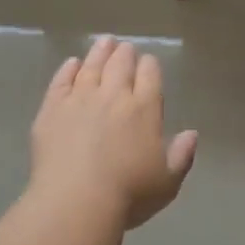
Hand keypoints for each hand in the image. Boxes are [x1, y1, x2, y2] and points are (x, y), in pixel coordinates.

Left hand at [30, 36, 198, 228]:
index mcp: (145, 109)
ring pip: (91, 66)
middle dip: (125, 54)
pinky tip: (71, 63)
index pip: (150, 76)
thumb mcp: (167, 182)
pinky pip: (61, 81)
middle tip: (124, 47)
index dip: (150, 66)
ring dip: (99, 52)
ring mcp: (80, 99)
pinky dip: (67, 69)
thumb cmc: (129, 194)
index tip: (148, 62)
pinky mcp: (52, 109)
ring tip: (103, 42)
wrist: (77, 201)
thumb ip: (181, 155)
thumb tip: (191, 133)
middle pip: (120, 65)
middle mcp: (113, 96)